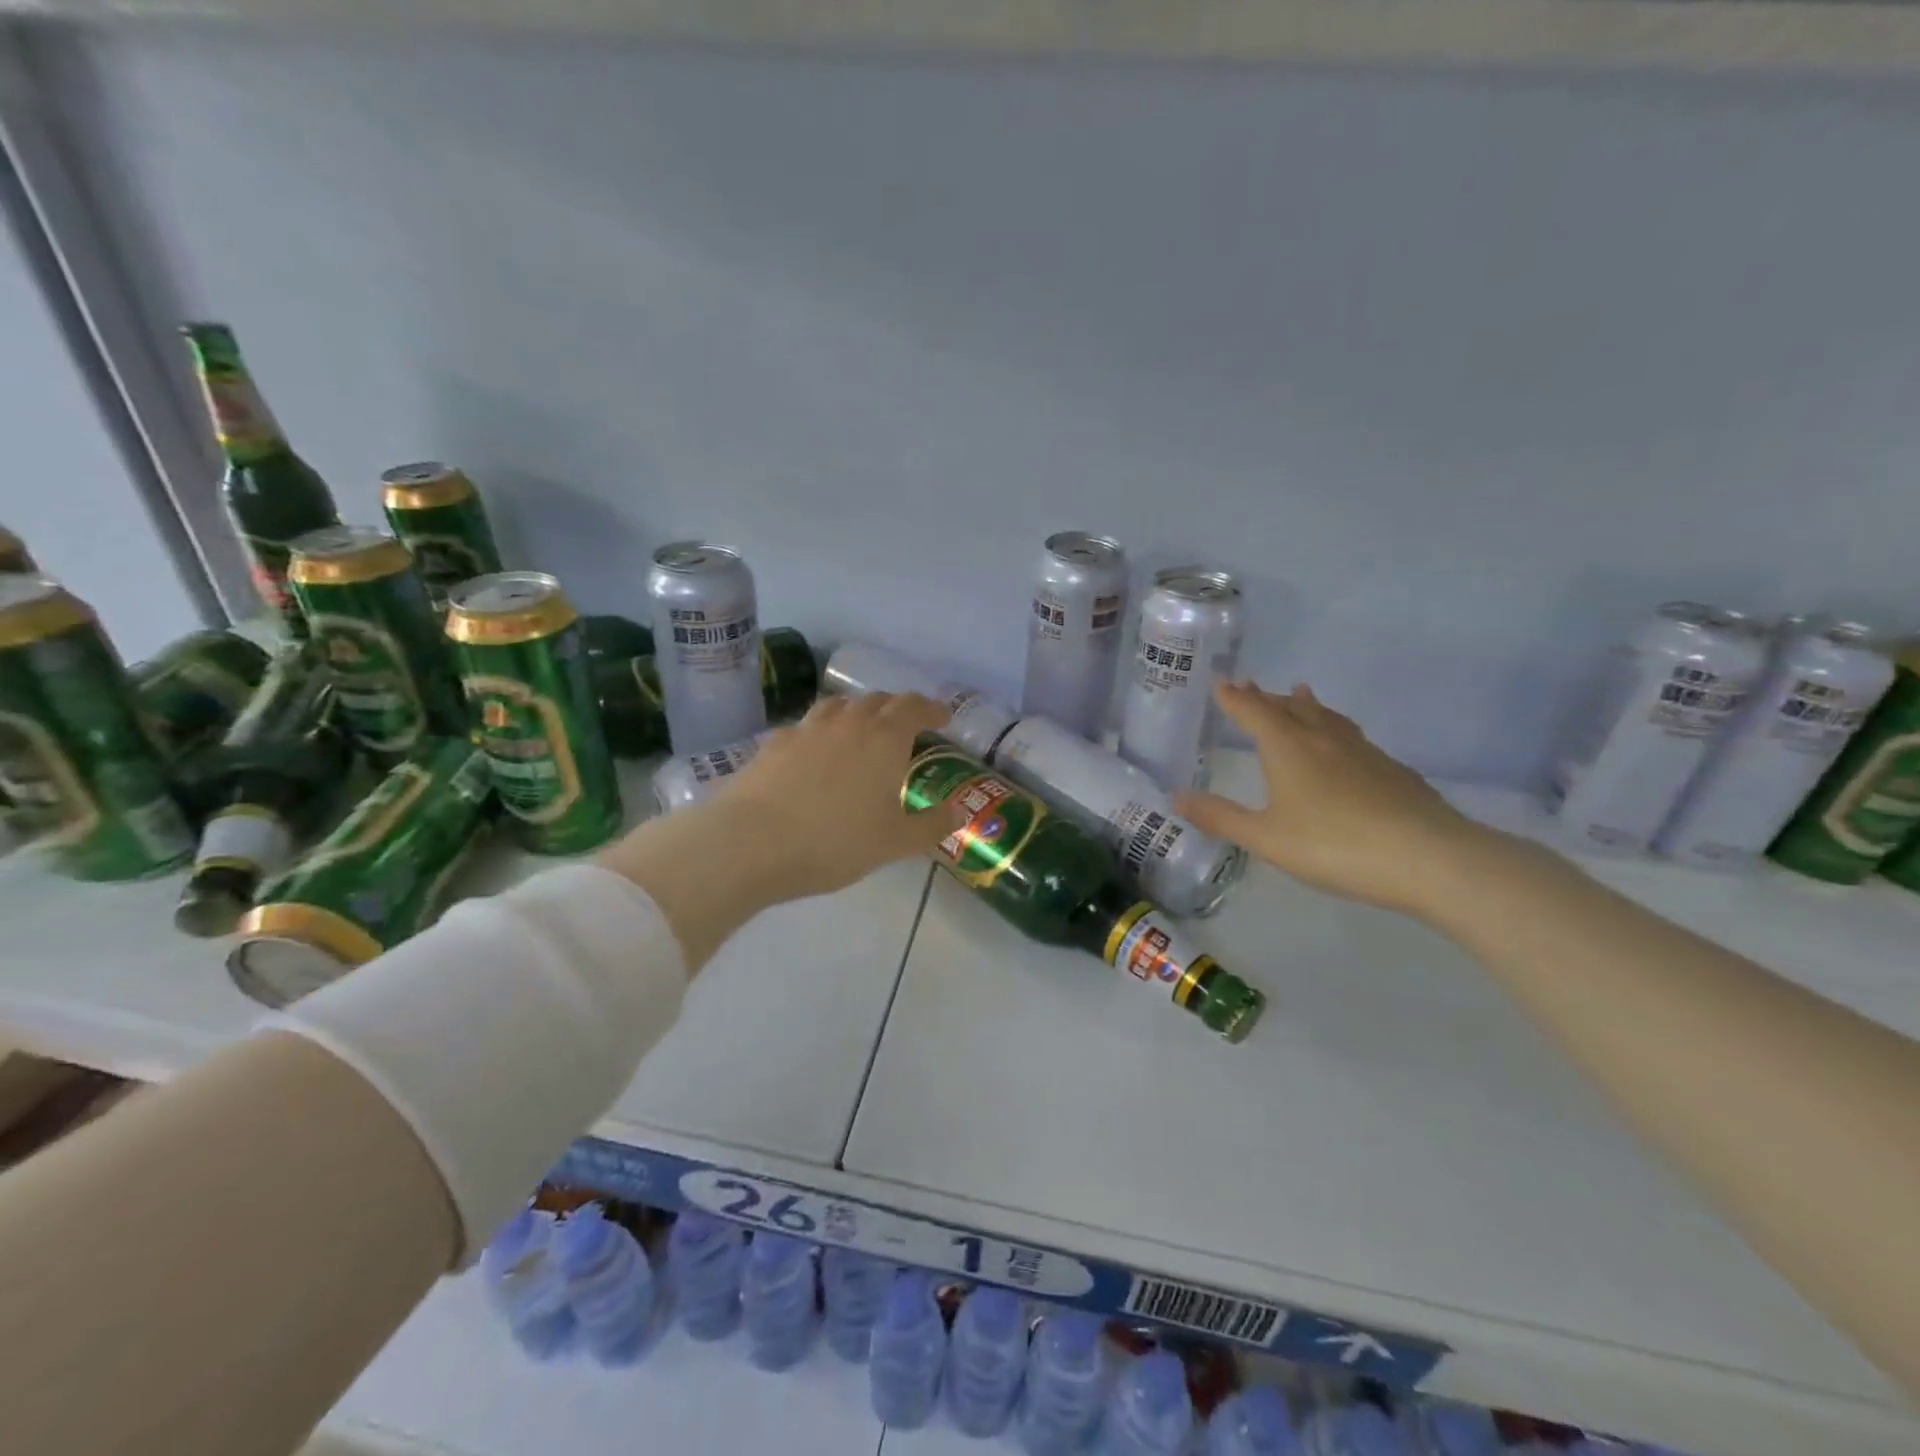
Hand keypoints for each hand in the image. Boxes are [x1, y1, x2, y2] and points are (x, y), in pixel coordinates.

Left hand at [707, 692, 966, 901]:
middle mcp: (848, 722)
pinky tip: (815, 753)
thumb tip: (960, 812)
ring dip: (858, 712)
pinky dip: (821, 732)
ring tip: (861, 730)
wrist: (751, 843)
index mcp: (884, 738)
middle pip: (878, 700)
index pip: (914, 707)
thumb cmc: (835, 842)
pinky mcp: (774, 743)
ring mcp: (807, 729)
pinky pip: (806, 726)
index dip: (932, 709)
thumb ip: (932, 825)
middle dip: (897, 708)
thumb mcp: (894, 843)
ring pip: (839, 705)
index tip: (942, 717)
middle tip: (906, 726)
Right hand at [1174, 680, 1487, 916]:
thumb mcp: (1266, 838)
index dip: (1234, 698)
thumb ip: (1220, 817)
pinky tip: (1344, 744)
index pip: (1253, 712)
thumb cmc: (1334, 845)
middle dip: (1265, 696)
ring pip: (1326, 716)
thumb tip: (1177, 796)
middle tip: (1248, 685)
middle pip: (1289, 707)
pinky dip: (1335, 727)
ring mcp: (1362, 751)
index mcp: (1287, 748)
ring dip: (1305, 703)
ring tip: (1299, 692)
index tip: (1220, 681)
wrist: (1428, 858)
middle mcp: (1323, 738)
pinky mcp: (1391, 769)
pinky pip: (1352, 735)